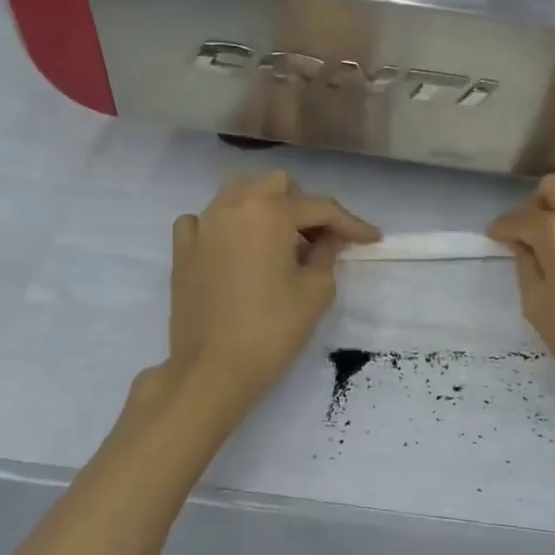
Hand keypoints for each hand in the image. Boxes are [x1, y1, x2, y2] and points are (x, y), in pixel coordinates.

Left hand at [164, 171, 379, 410]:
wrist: (213, 369)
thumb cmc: (272, 329)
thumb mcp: (316, 291)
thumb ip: (327, 254)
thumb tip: (328, 240)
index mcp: (269, 212)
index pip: (320, 207)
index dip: (351, 223)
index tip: (372, 238)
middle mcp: (232, 206)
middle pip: (276, 185)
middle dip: (303, 205)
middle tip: (320, 238)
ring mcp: (201, 226)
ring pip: (238, 194)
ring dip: (265, 207)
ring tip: (281, 241)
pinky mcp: (182, 250)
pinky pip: (204, 221)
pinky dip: (225, 227)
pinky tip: (235, 249)